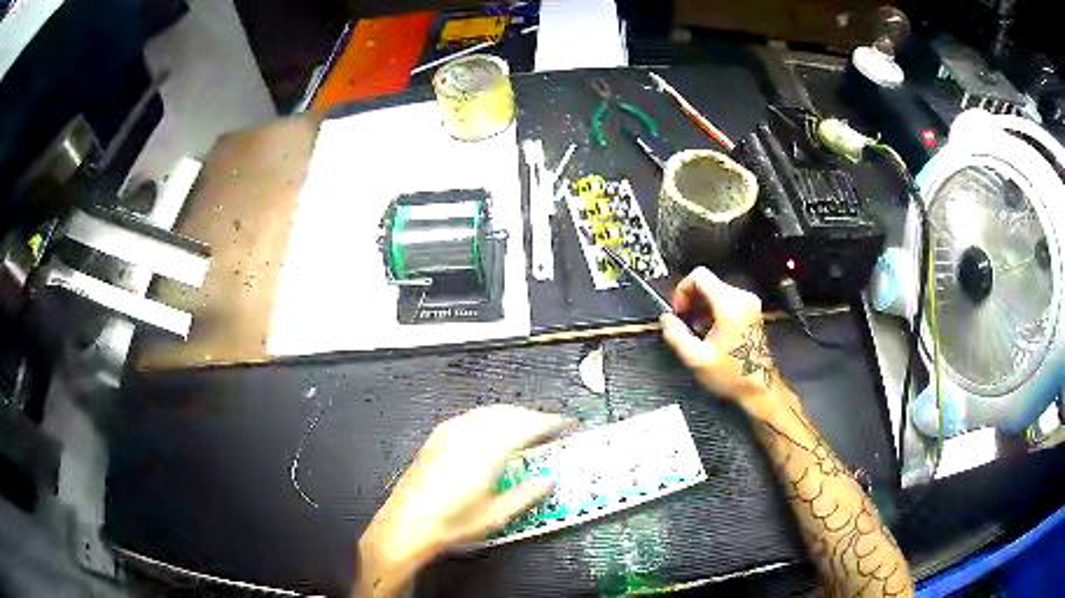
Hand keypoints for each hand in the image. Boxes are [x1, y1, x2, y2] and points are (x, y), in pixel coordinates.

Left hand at [355, 405, 573, 596]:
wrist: (407, 523)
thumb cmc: (451, 523)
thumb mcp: (496, 515)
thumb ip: (527, 494)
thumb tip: (548, 481)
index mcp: (487, 452)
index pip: (527, 426)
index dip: (550, 422)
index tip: (566, 423)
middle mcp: (469, 436)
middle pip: (509, 413)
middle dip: (532, 416)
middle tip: (549, 427)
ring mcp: (450, 433)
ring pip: (489, 412)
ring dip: (512, 415)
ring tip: (525, 427)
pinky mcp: (438, 437)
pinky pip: (471, 416)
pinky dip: (490, 417)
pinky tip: (492, 429)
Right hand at [660, 267, 781, 416]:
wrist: (759, 388)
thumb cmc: (730, 375)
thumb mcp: (696, 358)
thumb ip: (676, 335)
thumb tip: (666, 318)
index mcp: (729, 304)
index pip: (699, 276)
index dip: (682, 289)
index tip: (678, 312)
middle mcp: (742, 297)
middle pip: (708, 283)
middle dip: (691, 300)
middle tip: (684, 324)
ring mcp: (750, 303)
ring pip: (716, 291)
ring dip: (701, 307)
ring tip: (697, 331)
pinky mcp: (752, 310)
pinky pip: (726, 300)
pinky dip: (713, 310)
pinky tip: (710, 332)